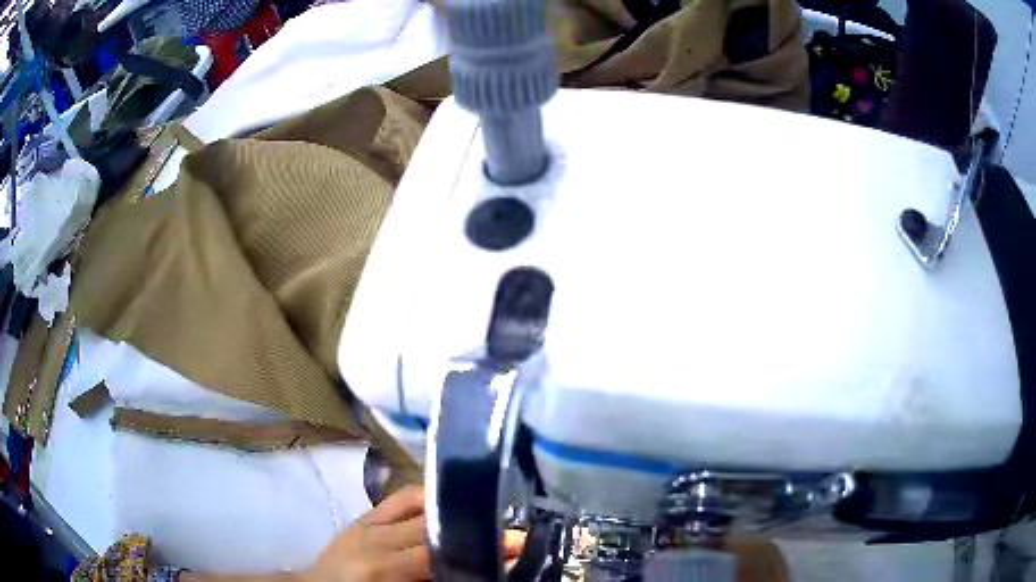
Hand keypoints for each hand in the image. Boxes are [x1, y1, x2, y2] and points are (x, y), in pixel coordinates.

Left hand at [302, 485, 527, 581]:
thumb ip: (435, 580)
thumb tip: (477, 570)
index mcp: (383, 568)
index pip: (439, 553)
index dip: (480, 548)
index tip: (516, 544)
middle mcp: (376, 538)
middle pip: (434, 525)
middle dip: (475, 526)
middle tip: (510, 530)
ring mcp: (368, 522)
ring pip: (420, 505)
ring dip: (455, 509)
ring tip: (484, 513)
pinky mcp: (363, 516)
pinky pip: (399, 498)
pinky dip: (426, 498)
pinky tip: (446, 502)